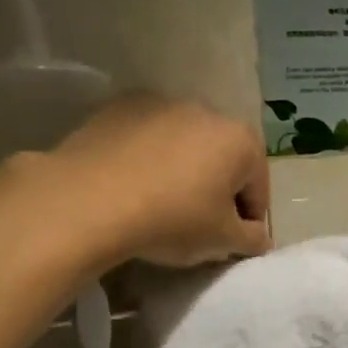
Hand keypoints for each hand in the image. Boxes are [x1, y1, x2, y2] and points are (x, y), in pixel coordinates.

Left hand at [50, 95, 270, 266]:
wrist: (89, 201)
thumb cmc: (172, 220)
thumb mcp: (222, 241)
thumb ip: (252, 239)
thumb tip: (258, 237)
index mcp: (241, 140)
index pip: (258, 188)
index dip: (248, 221)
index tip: (230, 243)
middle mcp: (206, 110)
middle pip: (222, 160)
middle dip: (216, 190)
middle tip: (197, 226)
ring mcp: (160, 104)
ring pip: (183, 146)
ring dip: (181, 172)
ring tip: (159, 206)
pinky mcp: (119, 107)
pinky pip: (146, 139)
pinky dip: (147, 159)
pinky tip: (130, 187)